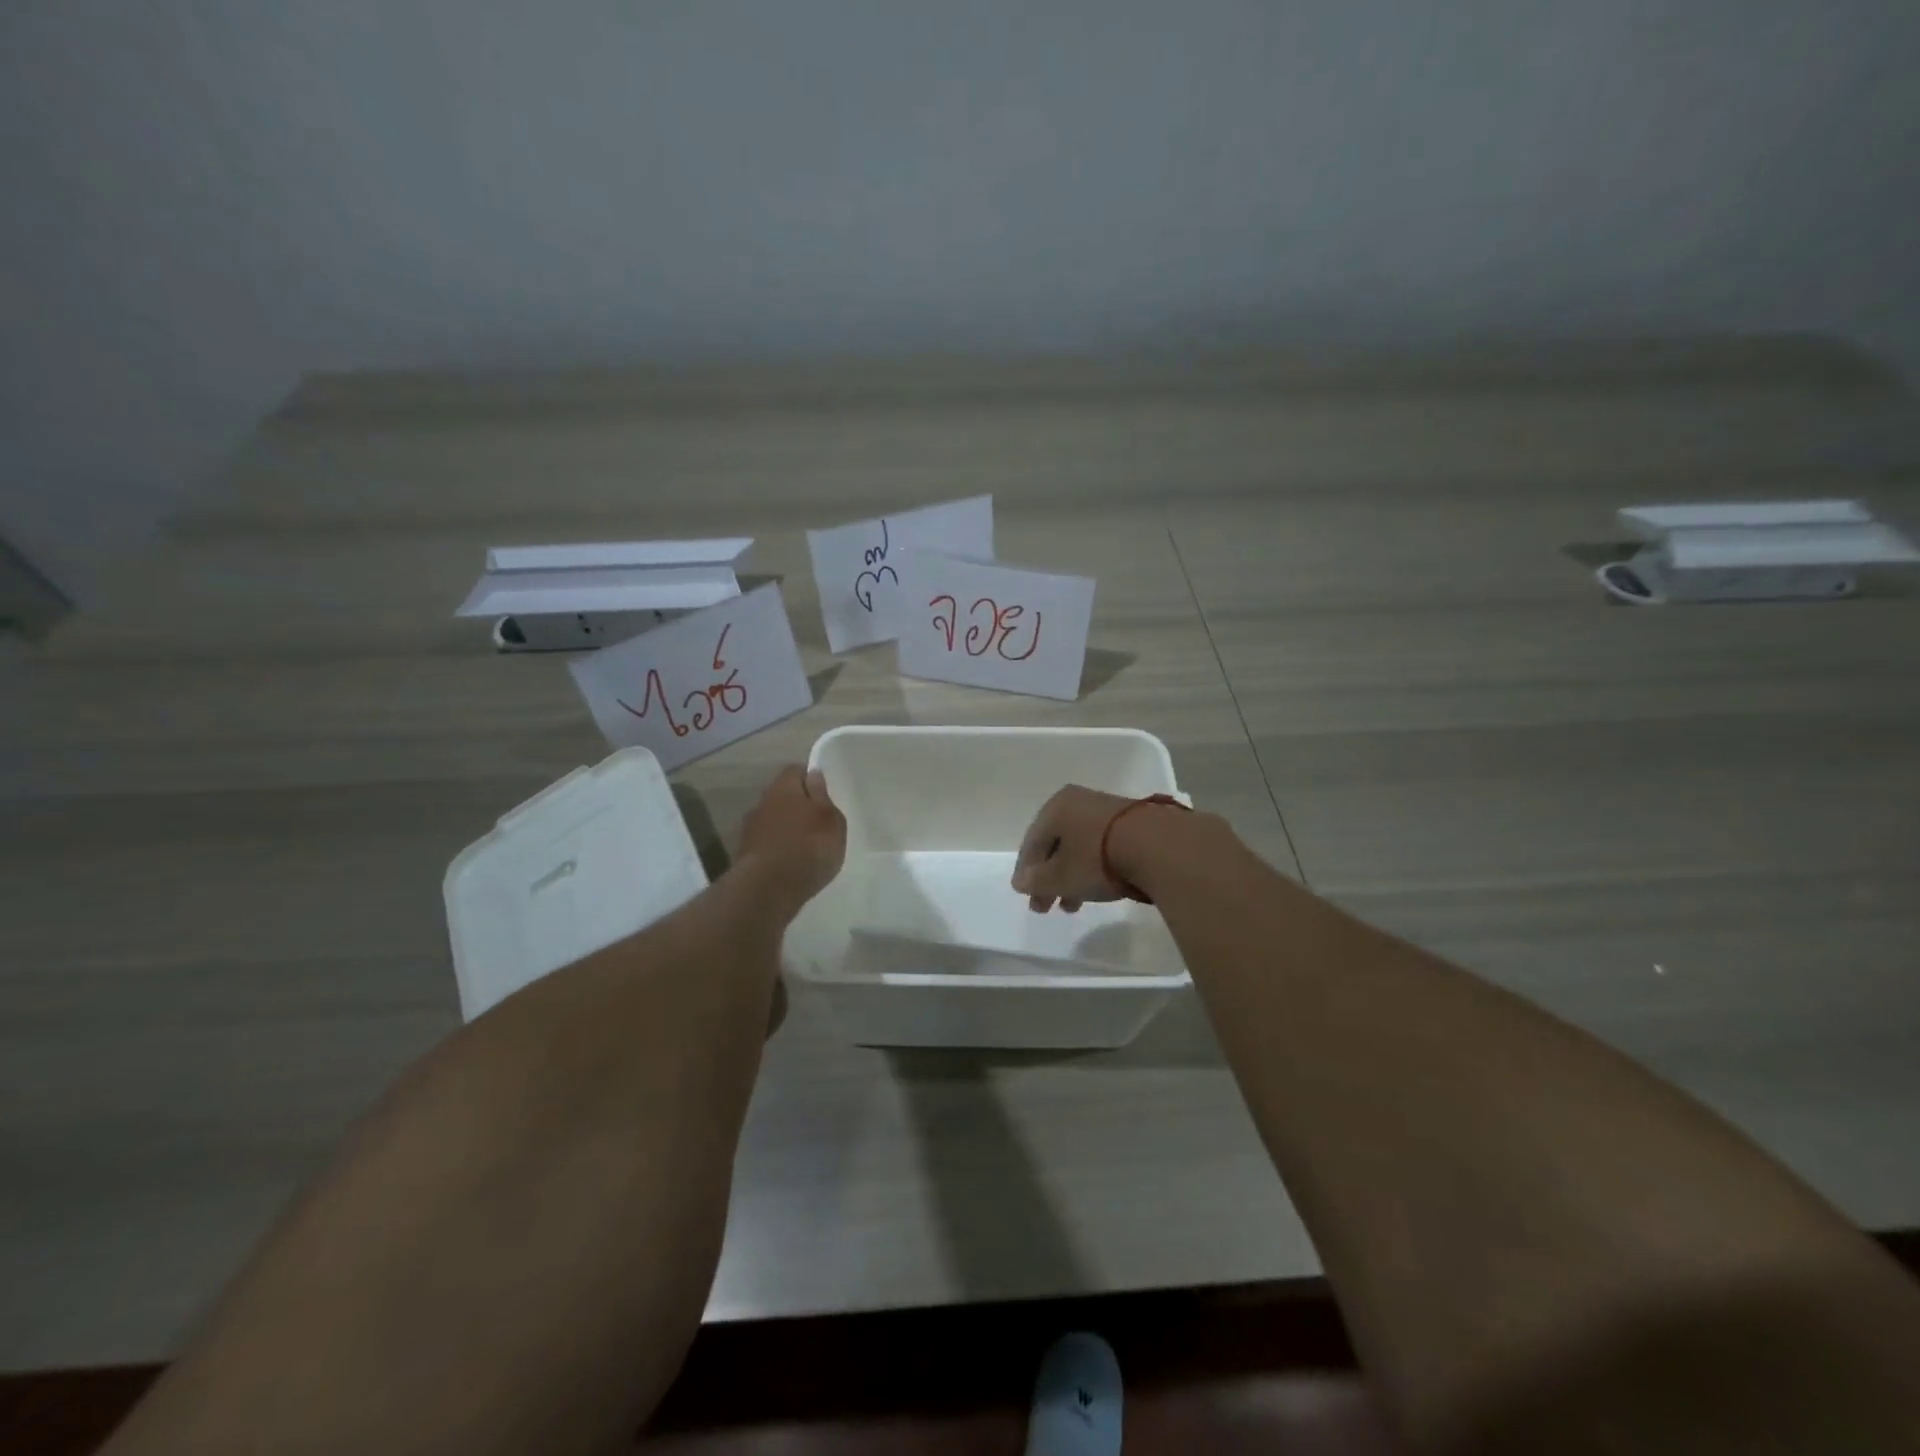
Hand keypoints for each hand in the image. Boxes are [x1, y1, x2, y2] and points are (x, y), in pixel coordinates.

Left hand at [737, 765, 845, 908]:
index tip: (825, 794)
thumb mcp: (831, 820)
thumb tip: (813, 775)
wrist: (768, 888)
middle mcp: (762, 802)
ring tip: (805, 847)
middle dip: (798, 805)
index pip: (796, 770)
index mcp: (784, 787)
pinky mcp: (745, 854)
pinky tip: (790, 864)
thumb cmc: (809, 846)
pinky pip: (767, 843)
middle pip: (783, 795)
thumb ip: (822, 796)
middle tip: (818, 822)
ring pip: (773, 820)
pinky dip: (777, 849)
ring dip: (786, 828)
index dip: (811, 778)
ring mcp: (750, 829)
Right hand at [1010, 784, 1139, 912]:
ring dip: (1071, 877)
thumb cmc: (1097, 858)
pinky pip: (1101, 847)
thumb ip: (1037, 881)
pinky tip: (1098, 889)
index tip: (1024, 896)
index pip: (1032, 842)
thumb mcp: (1060, 877)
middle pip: (1056, 844)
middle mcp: (1079, 802)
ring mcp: (1107, 811)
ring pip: (1079, 847)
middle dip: (1049, 878)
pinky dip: (1093, 868)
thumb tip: (1020, 882)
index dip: (1025, 872)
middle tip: (1045, 907)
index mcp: (1056, 807)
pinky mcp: (1132, 823)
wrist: (1158, 847)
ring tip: (1072, 906)